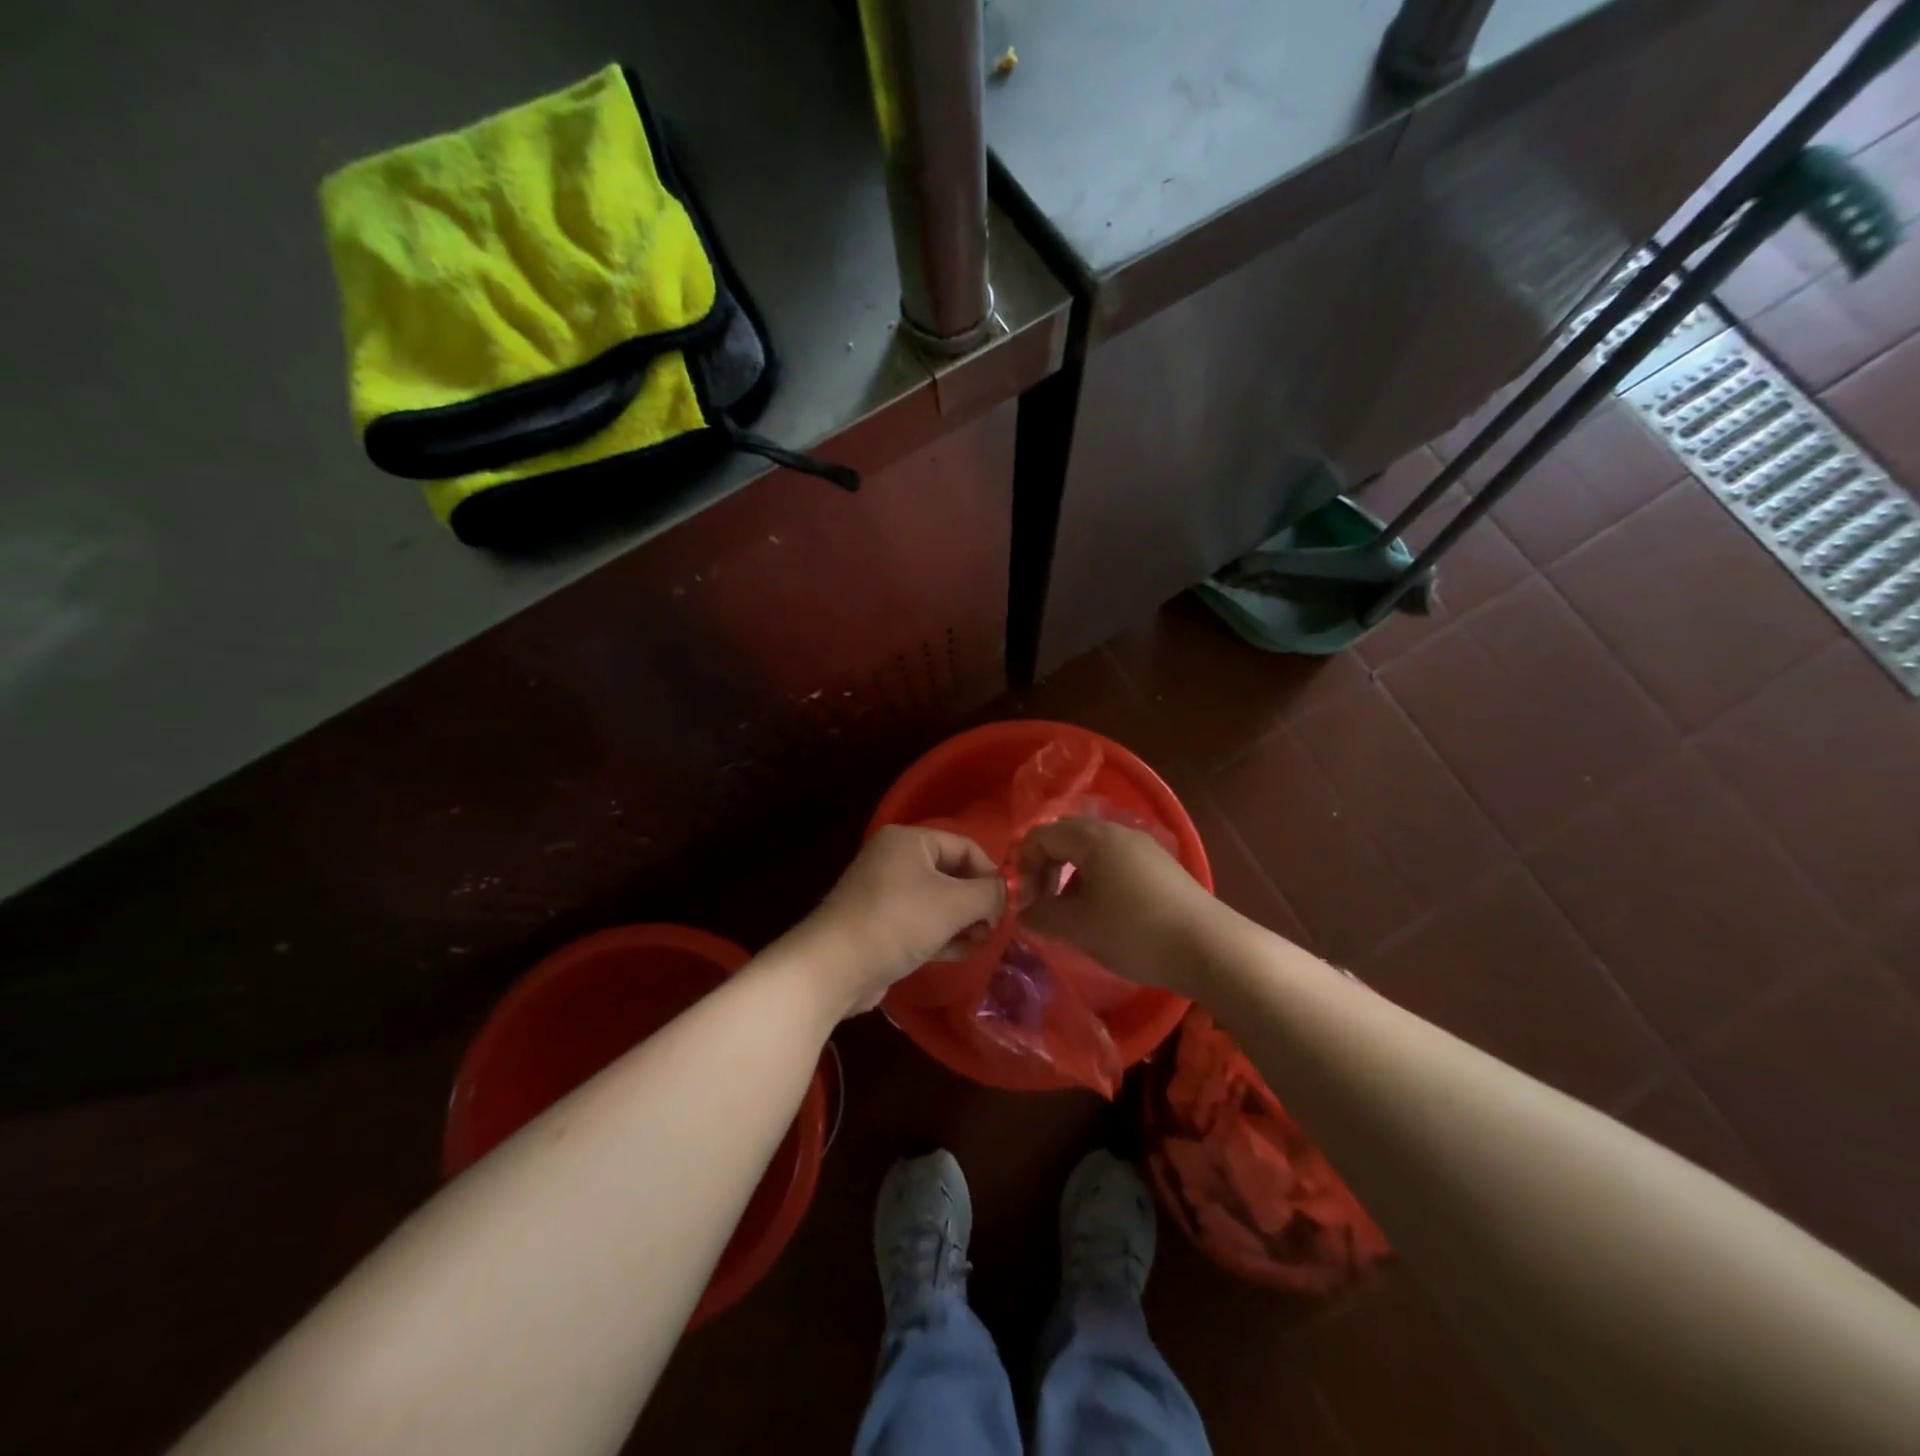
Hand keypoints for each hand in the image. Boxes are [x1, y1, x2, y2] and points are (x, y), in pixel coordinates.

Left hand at [797, 825, 1005, 1015]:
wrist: (834, 966)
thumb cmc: (899, 920)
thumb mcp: (954, 903)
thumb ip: (991, 894)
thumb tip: (1016, 891)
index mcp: (909, 840)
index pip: (965, 847)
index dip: (991, 873)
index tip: (1011, 904)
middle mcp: (894, 859)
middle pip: (951, 874)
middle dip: (977, 901)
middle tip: (998, 927)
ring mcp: (883, 893)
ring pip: (937, 901)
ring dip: (963, 921)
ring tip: (983, 942)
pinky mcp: (878, 925)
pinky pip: (919, 923)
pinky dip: (942, 934)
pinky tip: (962, 952)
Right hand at [1018, 817, 1215, 994]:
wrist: (1210, 948)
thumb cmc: (1135, 932)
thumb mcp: (1078, 928)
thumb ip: (1043, 915)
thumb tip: (1024, 911)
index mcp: (1093, 838)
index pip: (1042, 834)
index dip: (1024, 864)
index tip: (1023, 900)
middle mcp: (1118, 832)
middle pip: (1068, 836)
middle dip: (1047, 866)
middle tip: (1041, 901)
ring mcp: (1144, 847)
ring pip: (1093, 849)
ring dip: (1072, 875)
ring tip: (1070, 911)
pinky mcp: (1162, 866)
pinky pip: (1116, 861)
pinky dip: (1097, 879)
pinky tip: (1103, 912)